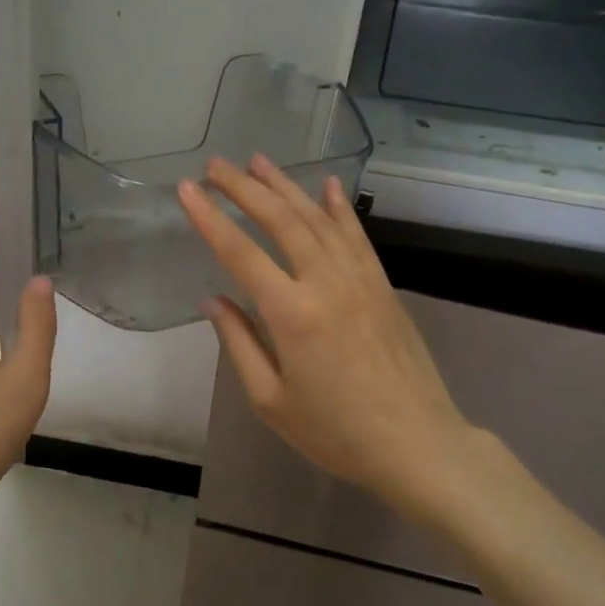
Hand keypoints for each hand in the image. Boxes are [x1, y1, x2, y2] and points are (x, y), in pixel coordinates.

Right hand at [178, 156, 482, 513]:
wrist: (418, 444)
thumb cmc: (336, 432)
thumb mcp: (271, 399)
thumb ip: (239, 343)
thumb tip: (212, 301)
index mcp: (291, 313)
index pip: (240, 252)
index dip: (209, 217)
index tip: (186, 188)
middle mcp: (325, 282)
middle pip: (280, 220)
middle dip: (244, 188)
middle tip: (216, 165)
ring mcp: (359, 279)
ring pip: (317, 218)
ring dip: (285, 186)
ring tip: (258, 161)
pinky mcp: (382, 285)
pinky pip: (357, 235)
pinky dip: (339, 207)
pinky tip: (327, 185)